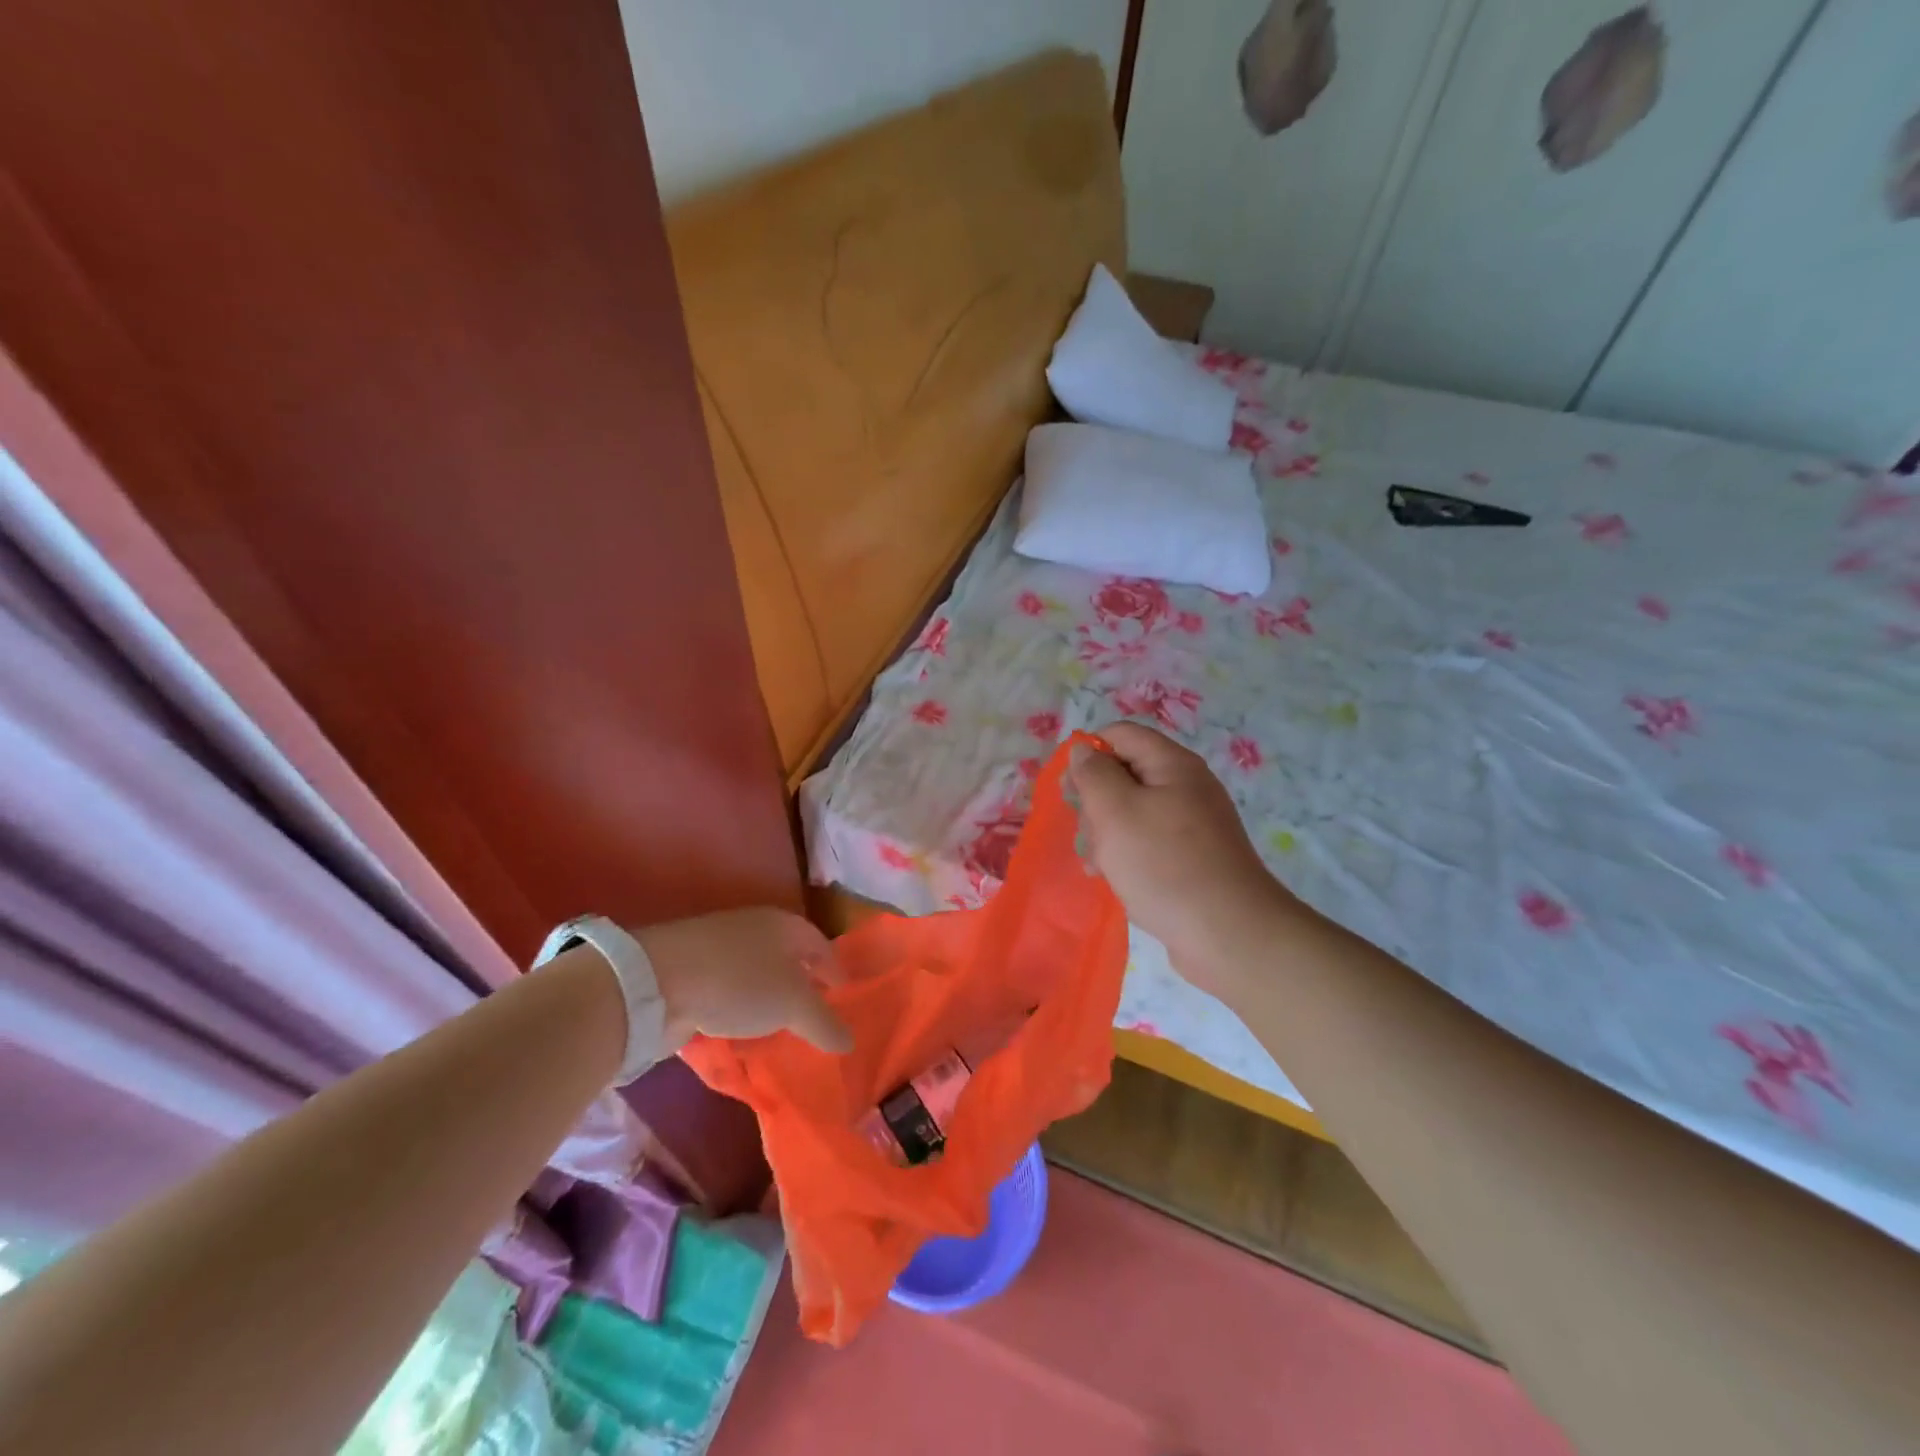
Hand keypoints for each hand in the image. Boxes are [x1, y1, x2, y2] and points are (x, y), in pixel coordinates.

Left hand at [637, 908, 851, 1053]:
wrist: (659, 980)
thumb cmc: (740, 982)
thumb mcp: (794, 1004)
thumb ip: (824, 1023)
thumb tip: (849, 1042)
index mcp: (786, 925)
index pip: (821, 945)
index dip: (835, 970)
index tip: (844, 997)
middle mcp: (756, 930)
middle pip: (789, 958)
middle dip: (803, 985)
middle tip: (815, 1017)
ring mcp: (721, 949)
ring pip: (757, 976)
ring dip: (769, 1001)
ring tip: (780, 1031)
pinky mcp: (692, 972)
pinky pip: (729, 993)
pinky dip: (740, 1011)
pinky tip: (741, 1033)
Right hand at [1068, 723, 1298, 1004]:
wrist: (1229, 935)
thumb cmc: (1164, 865)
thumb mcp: (1115, 812)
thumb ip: (1093, 774)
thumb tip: (1083, 749)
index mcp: (1173, 765)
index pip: (1121, 735)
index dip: (1089, 753)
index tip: (1069, 790)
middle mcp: (1187, 787)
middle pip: (1126, 774)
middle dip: (1096, 801)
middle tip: (1086, 833)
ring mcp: (1193, 825)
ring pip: (1133, 812)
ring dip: (1106, 833)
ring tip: (1097, 865)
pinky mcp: (1193, 858)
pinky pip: (1149, 843)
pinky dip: (1127, 855)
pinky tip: (1114, 879)